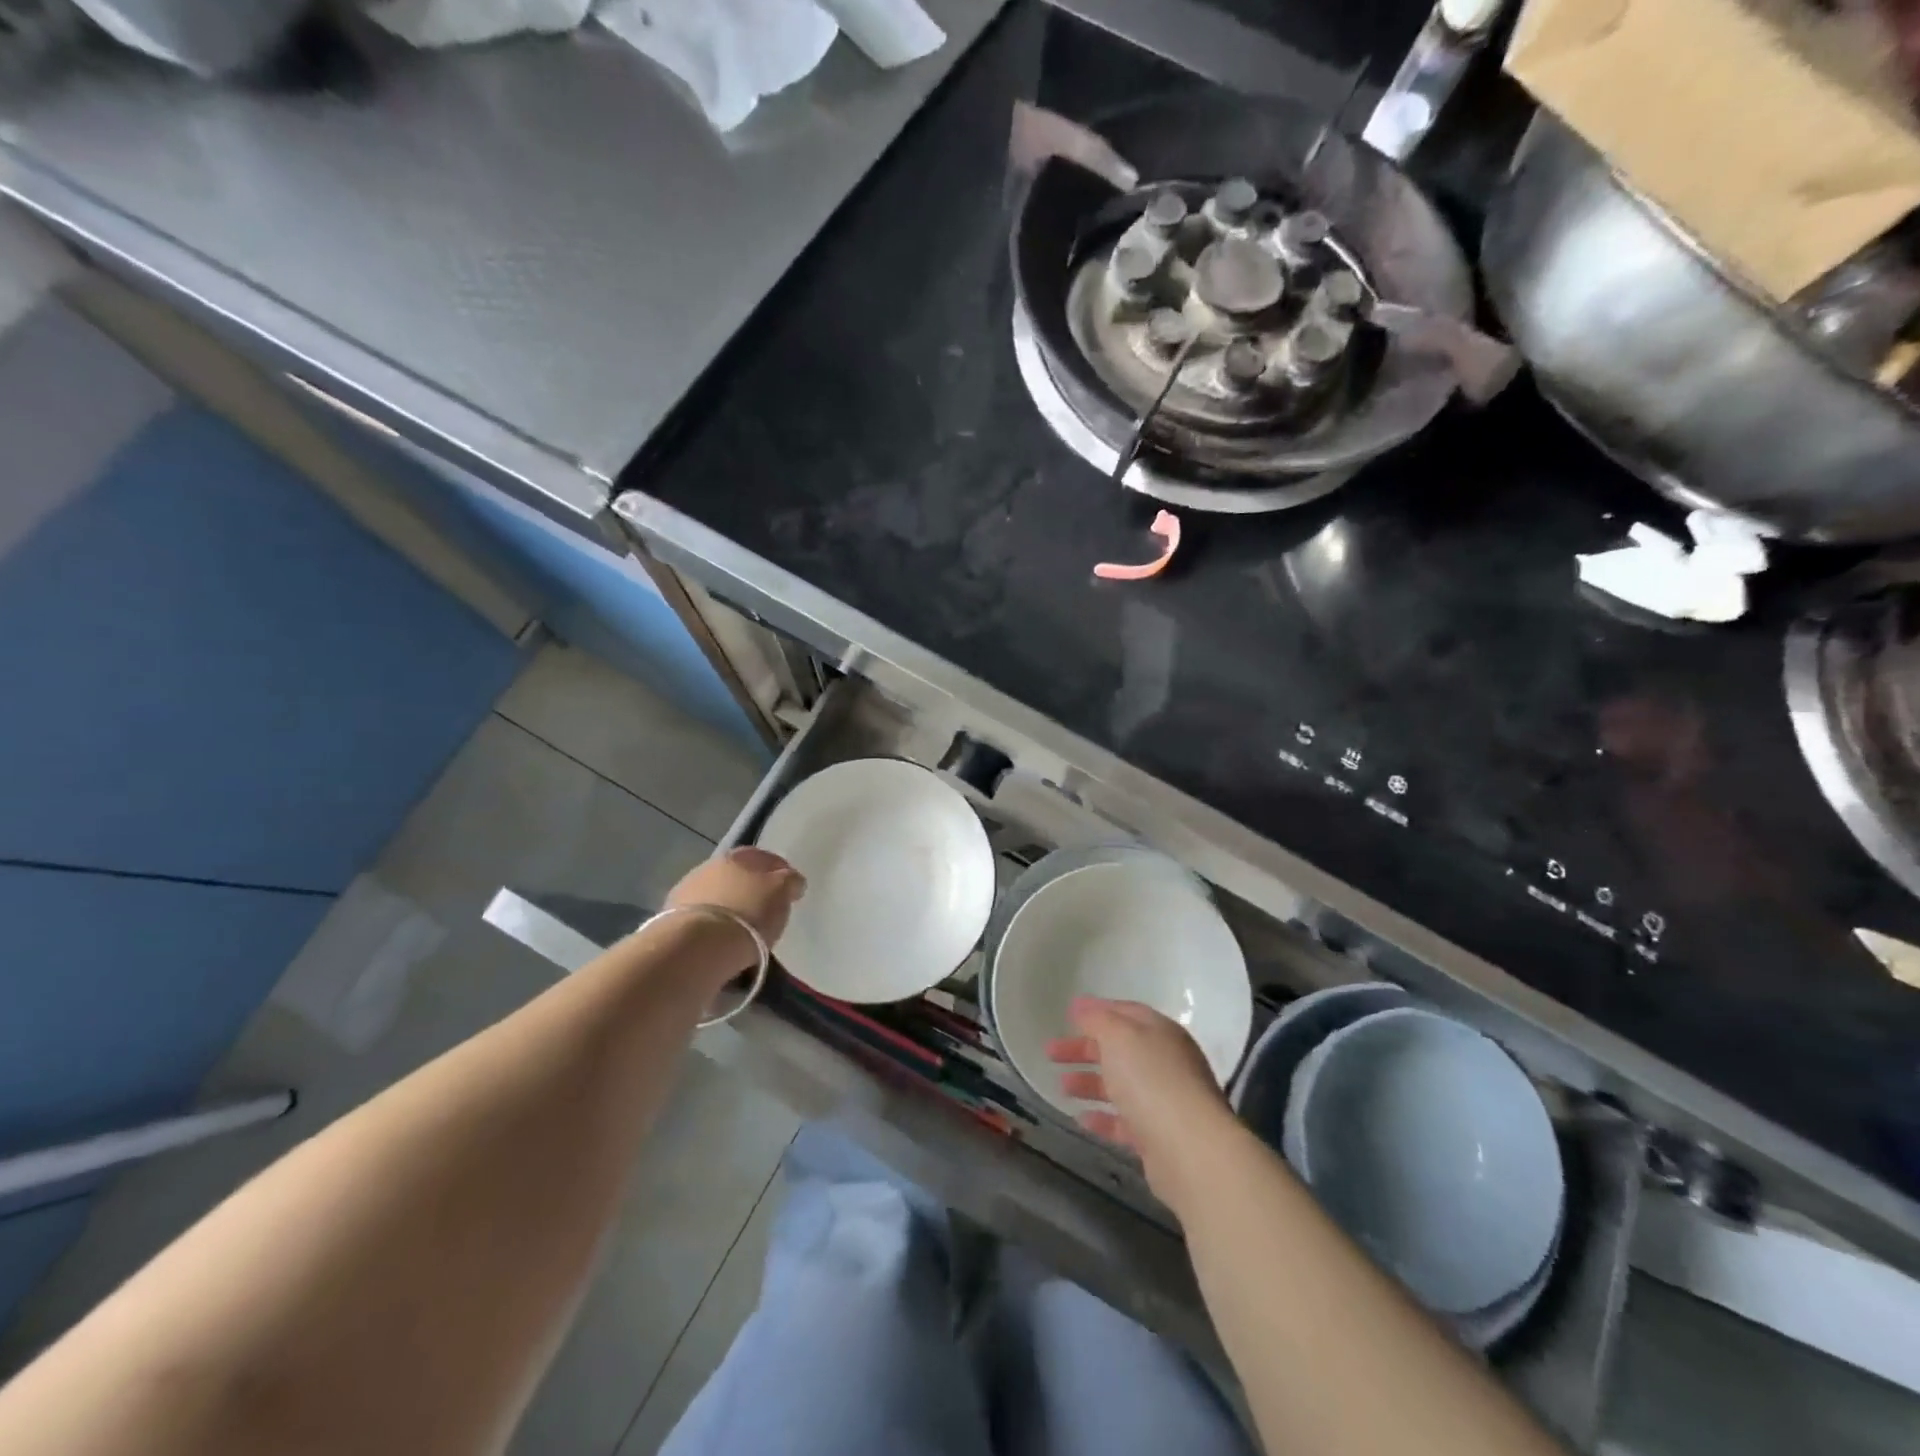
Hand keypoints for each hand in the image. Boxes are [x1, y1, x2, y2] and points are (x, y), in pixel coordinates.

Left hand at [666, 846, 806, 949]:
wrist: (697, 945)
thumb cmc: (748, 913)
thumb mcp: (782, 894)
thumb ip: (789, 882)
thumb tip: (792, 880)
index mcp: (739, 855)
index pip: (763, 857)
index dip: (778, 871)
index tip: (789, 889)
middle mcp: (709, 866)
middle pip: (736, 875)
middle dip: (749, 889)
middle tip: (764, 909)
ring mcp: (686, 892)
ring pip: (715, 896)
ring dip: (727, 907)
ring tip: (740, 930)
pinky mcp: (669, 920)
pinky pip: (701, 919)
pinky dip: (711, 926)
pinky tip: (719, 940)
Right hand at [1046, 997, 1234, 1205]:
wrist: (1190, 1150)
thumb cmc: (1151, 1080)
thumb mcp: (1119, 1036)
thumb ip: (1097, 1019)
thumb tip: (1081, 1005)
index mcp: (1160, 1032)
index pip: (1125, 1012)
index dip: (1096, 1011)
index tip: (1067, 1014)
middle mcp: (1165, 1062)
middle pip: (1119, 1050)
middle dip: (1084, 1049)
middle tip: (1051, 1053)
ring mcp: (1164, 1101)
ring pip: (1121, 1085)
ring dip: (1090, 1083)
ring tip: (1061, 1086)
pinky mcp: (1159, 1137)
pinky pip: (1125, 1122)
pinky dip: (1103, 1118)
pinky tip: (1081, 1119)